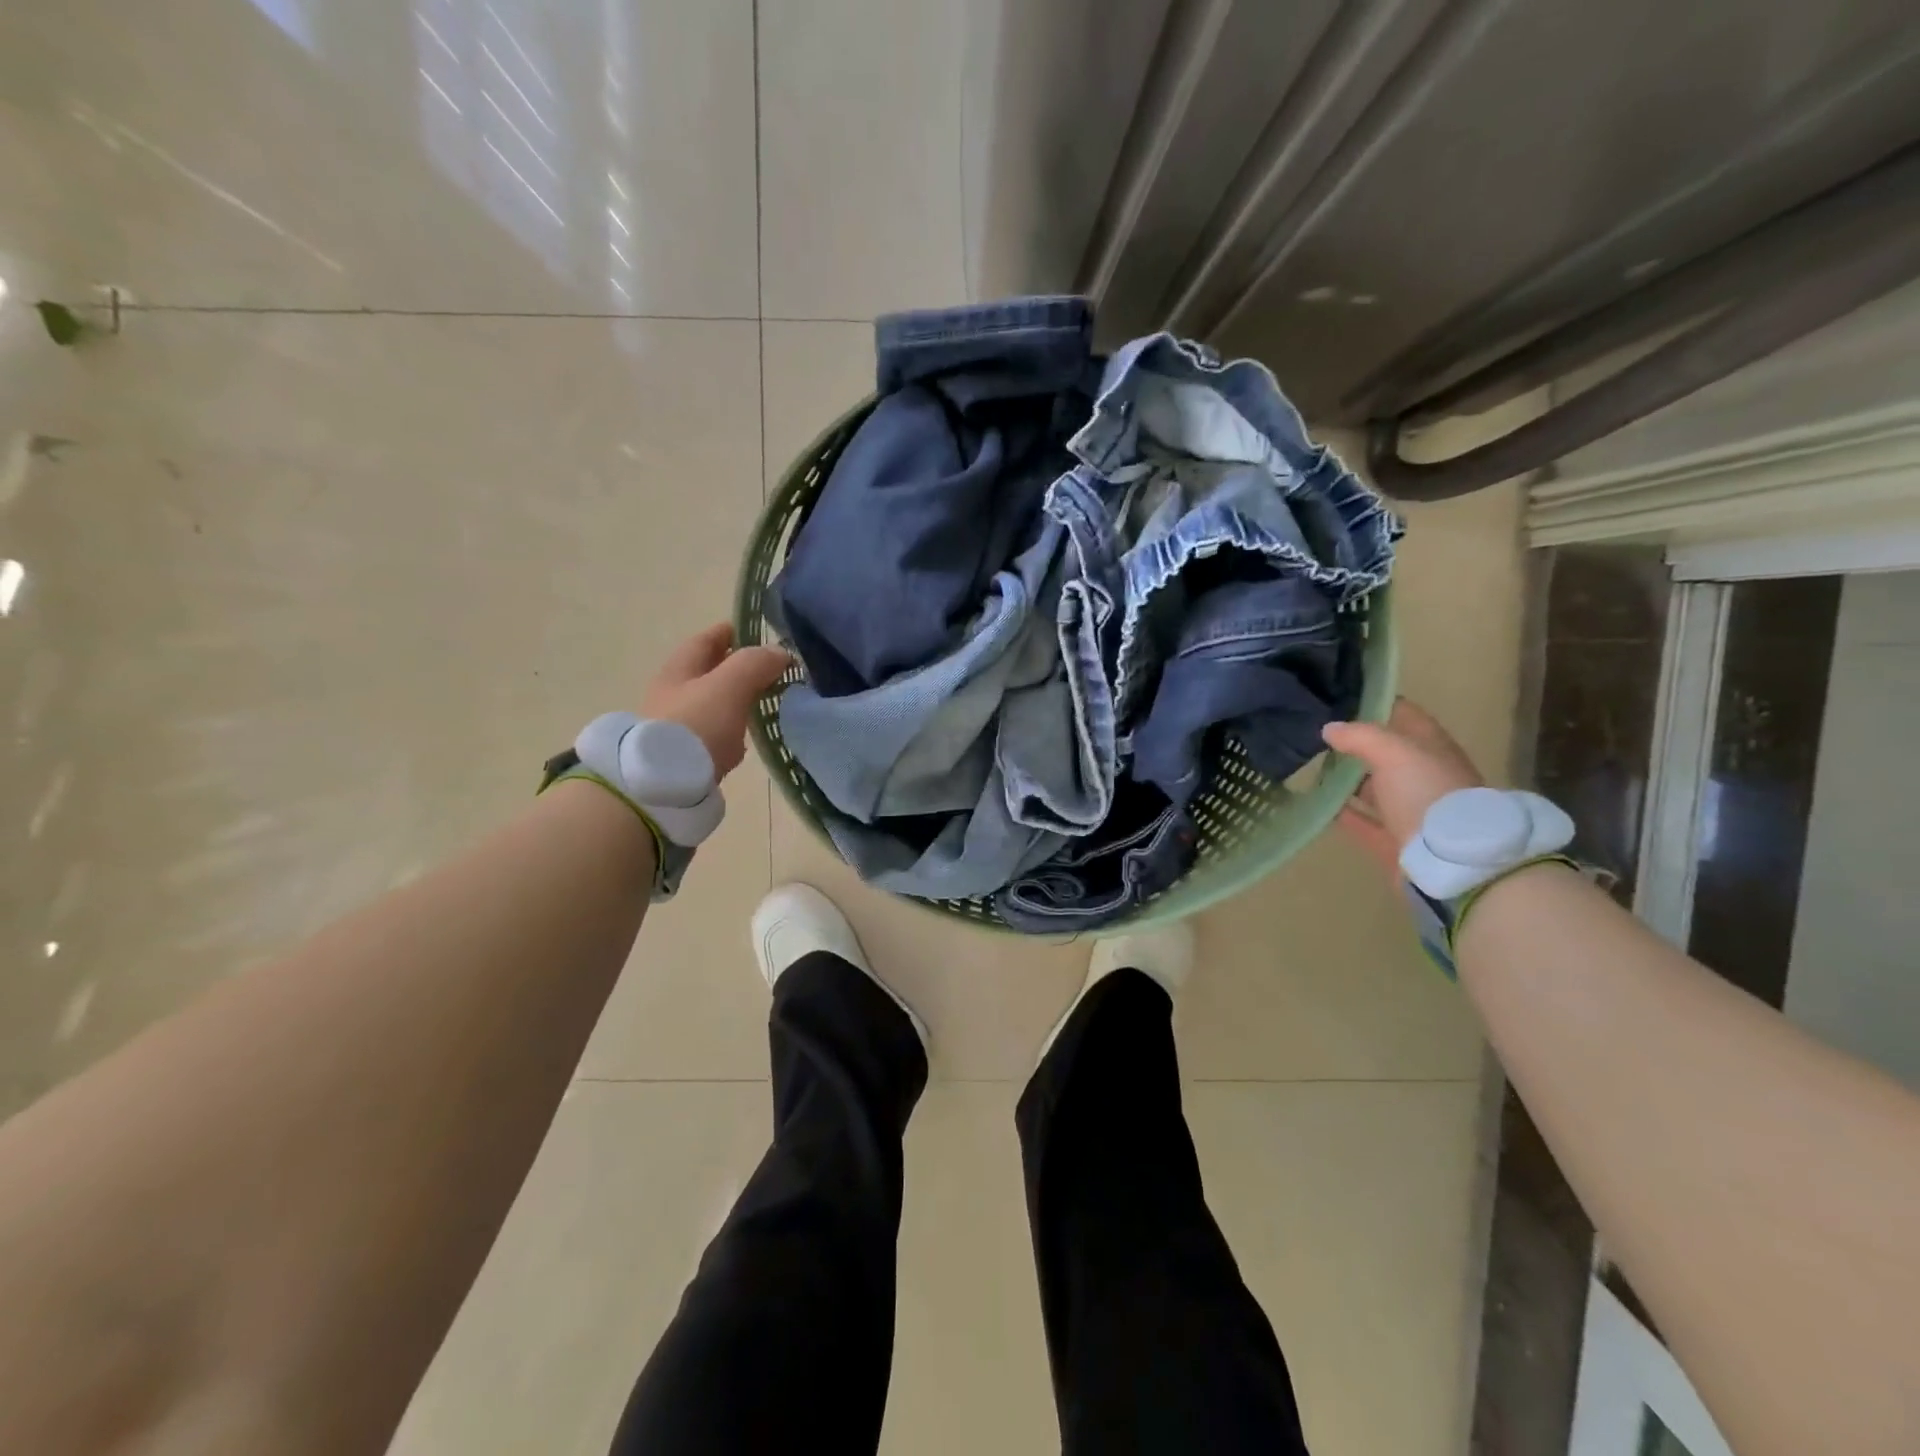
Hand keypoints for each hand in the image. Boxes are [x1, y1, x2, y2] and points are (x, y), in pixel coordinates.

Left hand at [640, 622, 791, 779]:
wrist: (662, 786)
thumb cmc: (695, 726)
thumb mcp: (729, 686)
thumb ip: (755, 664)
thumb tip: (780, 652)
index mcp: (679, 669)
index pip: (707, 640)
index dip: (731, 631)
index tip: (758, 631)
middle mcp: (672, 694)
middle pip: (707, 672)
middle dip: (736, 668)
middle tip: (769, 669)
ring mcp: (675, 726)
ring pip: (711, 704)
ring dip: (734, 700)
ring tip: (764, 702)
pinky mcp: (683, 756)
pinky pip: (711, 735)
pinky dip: (729, 732)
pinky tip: (744, 741)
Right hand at [1321, 699, 1484, 877]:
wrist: (1452, 860)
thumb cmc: (1427, 792)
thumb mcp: (1394, 752)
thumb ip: (1360, 736)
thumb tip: (1329, 729)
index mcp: (1431, 748)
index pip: (1402, 715)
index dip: (1374, 704)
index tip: (1338, 700)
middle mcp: (1423, 776)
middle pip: (1386, 753)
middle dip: (1354, 744)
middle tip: (1315, 735)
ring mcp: (1411, 809)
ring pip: (1374, 788)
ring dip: (1347, 780)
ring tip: (1311, 768)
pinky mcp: (1395, 840)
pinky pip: (1362, 821)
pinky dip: (1342, 813)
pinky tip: (1318, 804)